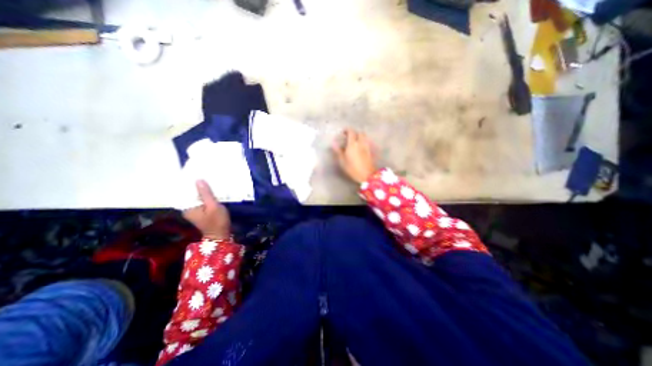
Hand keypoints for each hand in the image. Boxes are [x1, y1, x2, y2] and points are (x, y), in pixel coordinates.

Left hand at [183, 178, 231, 239]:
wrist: (221, 234)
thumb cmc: (217, 221)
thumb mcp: (213, 206)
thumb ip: (206, 194)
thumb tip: (198, 180)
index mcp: (187, 207)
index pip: (183, 192)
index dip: (187, 182)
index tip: (192, 172)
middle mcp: (188, 208)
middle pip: (189, 193)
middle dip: (195, 185)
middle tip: (201, 173)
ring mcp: (194, 209)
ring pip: (195, 196)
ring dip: (201, 189)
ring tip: (207, 178)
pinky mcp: (201, 210)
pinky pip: (201, 199)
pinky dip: (205, 194)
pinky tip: (210, 189)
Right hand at [332, 129, 376, 183]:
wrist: (367, 175)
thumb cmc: (353, 168)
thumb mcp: (342, 161)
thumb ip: (338, 151)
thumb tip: (333, 143)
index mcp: (353, 144)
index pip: (351, 132)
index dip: (347, 130)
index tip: (343, 132)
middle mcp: (361, 143)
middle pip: (360, 133)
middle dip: (354, 133)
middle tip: (349, 137)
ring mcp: (367, 147)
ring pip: (364, 137)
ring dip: (359, 137)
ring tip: (354, 141)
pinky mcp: (370, 151)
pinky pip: (366, 142)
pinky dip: (363, 142)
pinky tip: (359, 147)